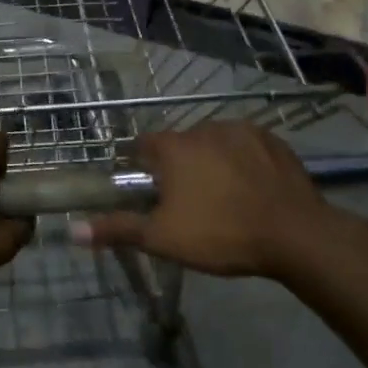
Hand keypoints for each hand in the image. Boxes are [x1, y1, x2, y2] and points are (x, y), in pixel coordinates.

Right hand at [79, 123, 367, 280]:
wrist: (295, 235)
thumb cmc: (220, 234)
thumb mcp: (162, 238)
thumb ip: (118, 229)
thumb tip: (72, 230)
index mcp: (173, 148)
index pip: (143, 144)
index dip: (140, 164)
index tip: (146, 188)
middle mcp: (203, 129)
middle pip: (179, 144)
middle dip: (179, 166)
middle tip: (187, 202)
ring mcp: (242, 131)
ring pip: (214, 143)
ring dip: (212, 162)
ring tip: (223, 197)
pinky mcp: (273, 140)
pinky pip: (247, 146)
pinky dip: (244, 161)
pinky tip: (252, 188)